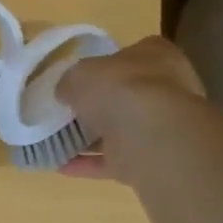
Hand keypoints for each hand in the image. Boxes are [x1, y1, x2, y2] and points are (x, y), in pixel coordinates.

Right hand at [56, 36, 206, 185]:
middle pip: (125, 96)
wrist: (149, 134)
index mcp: (155, 56)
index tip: (79, 81)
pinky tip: (61, 166)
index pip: (129, 56)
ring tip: (56, 142)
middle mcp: (165, 88)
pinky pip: (114, 159)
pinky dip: (88, 164)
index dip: (103, 67)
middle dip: (97, 106)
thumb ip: (71, 82)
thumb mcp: (80, 74)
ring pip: (119, 130)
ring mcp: (159, 126)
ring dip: (90, 139)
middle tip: (67, 113)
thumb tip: (66, 93)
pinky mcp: (149, 157)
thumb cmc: (119, 88)